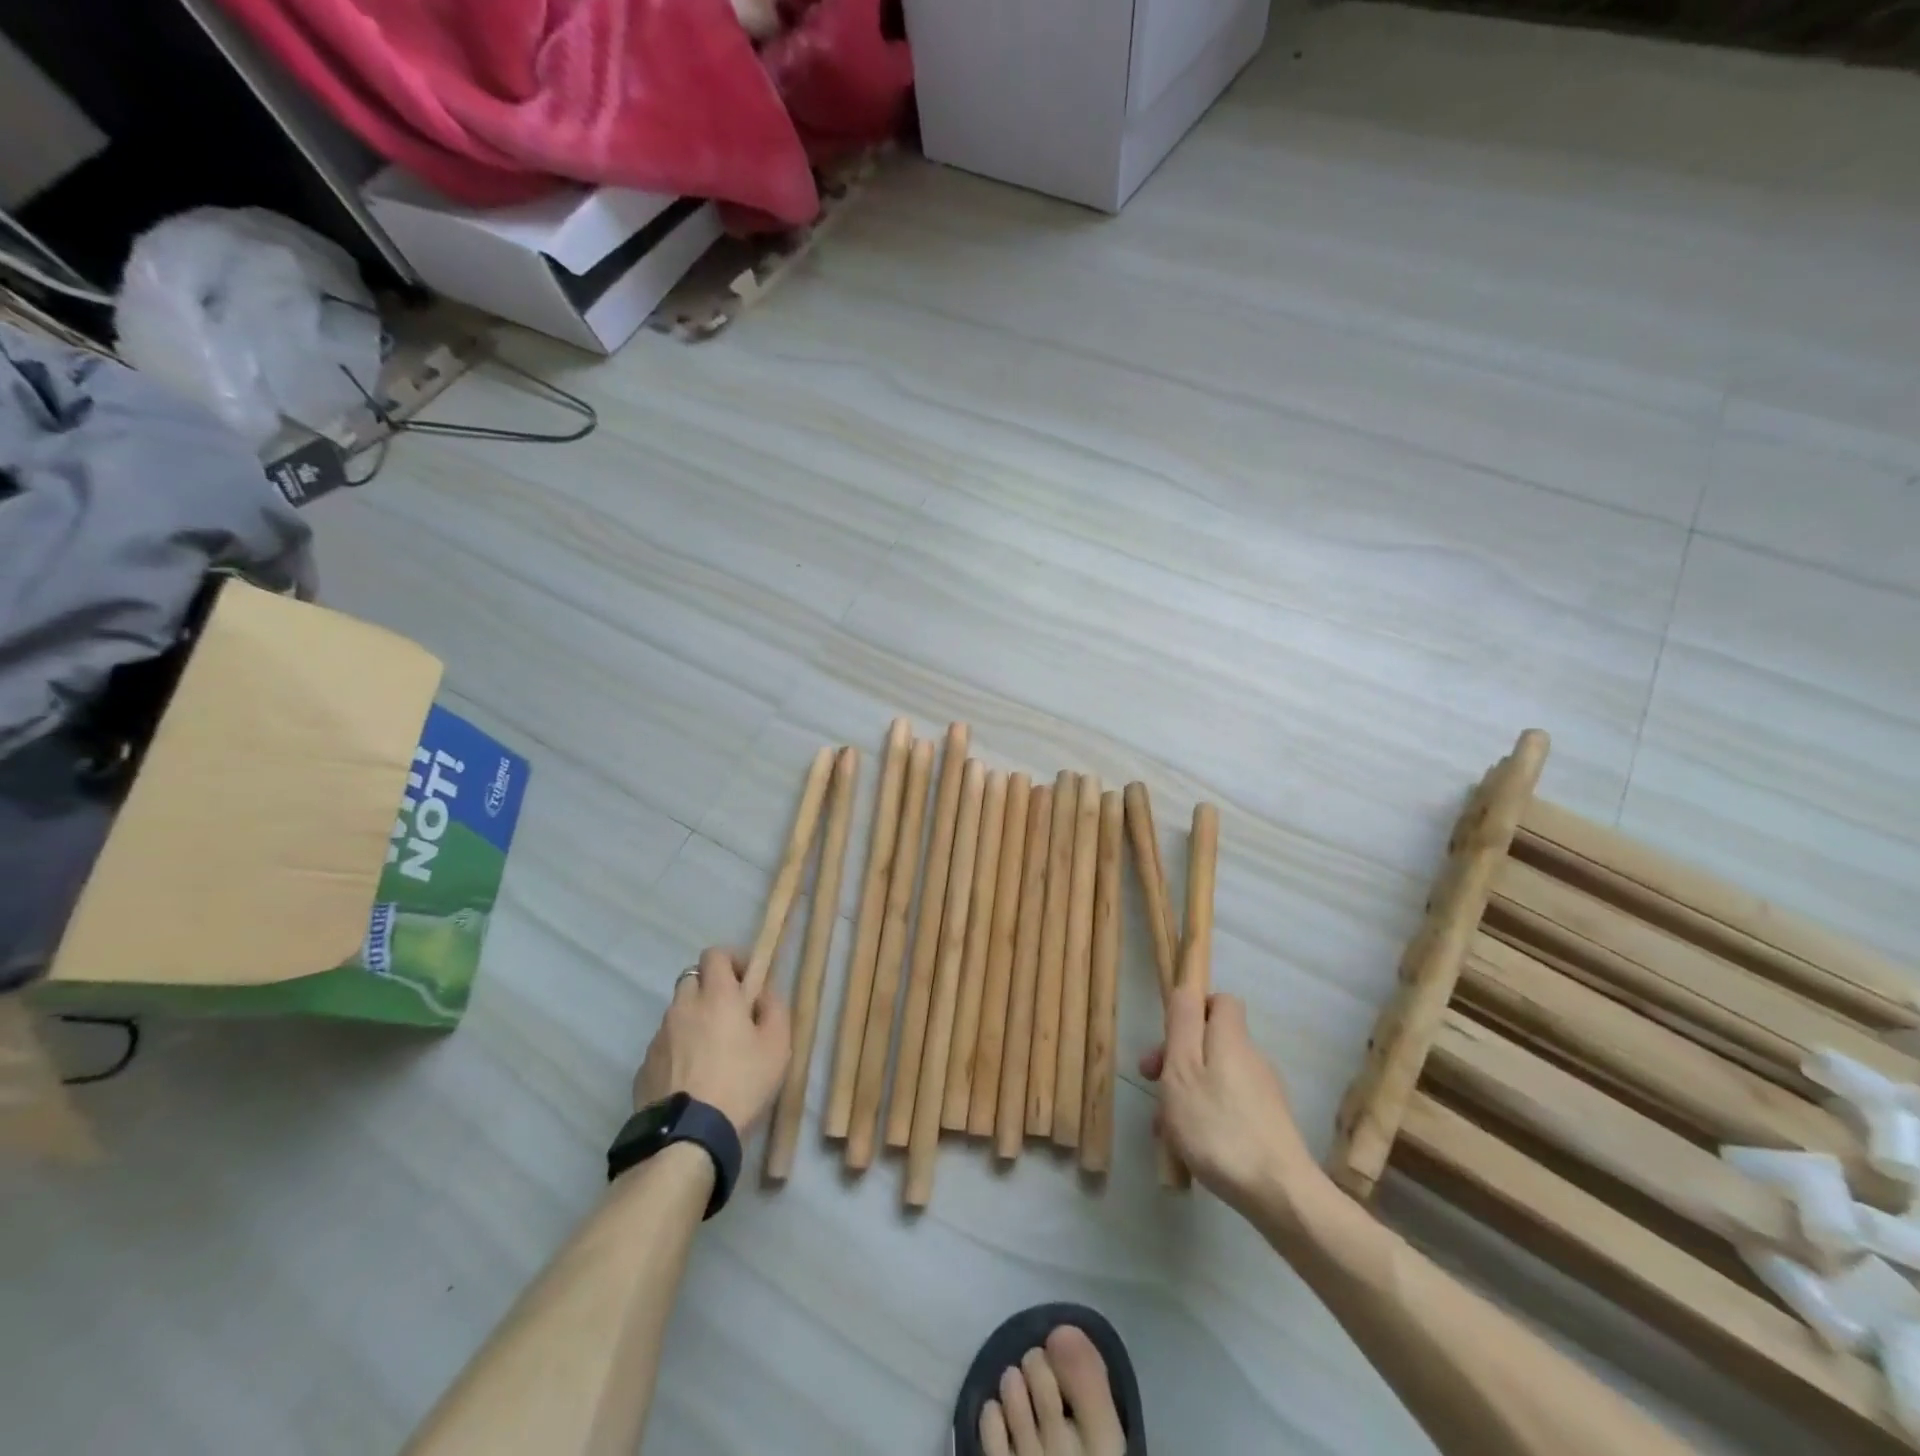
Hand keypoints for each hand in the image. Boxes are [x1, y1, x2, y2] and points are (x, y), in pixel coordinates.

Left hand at [633, 947, 790, 1133]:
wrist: (687, 1138)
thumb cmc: (741, 1084)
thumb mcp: (777, 1046)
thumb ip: (775, 1009)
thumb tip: (764, 993)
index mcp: (716, 996)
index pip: (715, 954)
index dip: (732, 960)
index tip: (747, 980)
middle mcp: (683, 1008)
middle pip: (692, 979)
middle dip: (711, 988)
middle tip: (731, 1014)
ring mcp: (659, 1038)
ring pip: (677, 1013)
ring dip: (694, 1019)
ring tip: (712, 1051)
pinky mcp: (644, 1067)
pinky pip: (665, 1045)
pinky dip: (678, 1049)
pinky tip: (692, 1077)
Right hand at [1140, 978, 1323, 1214]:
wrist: (1279, 1194)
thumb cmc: (1218, 1126)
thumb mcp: (1183, 1069)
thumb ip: (1182, 1024)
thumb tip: (1187, 987)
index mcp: (1231, 1039)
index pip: (1220, 1001)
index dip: (1194, 1010)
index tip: (1169, 1037)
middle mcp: (1252, 1058)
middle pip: (1212, 1042)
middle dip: (1179, 1059)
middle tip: (1152, 1086)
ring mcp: (1265, 1093)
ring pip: (1217, 1077)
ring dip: (1188, 1093)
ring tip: (1165, 1129)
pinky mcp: (1270, 1124)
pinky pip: (1230, 1105)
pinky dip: (1207, 1116)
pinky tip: (1192, 1147)